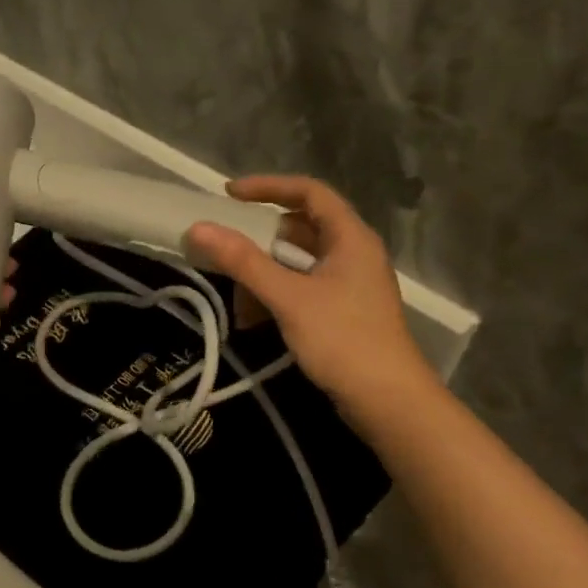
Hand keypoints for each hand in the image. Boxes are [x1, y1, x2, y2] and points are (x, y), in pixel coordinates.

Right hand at [187, 175, 427, 406]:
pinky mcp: (343, 311)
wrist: (387, 401)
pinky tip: (253, 319)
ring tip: (235, 293)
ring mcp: (349, 284)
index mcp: (350, 238)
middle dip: (260, 238)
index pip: (309, 192)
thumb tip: (200, 228)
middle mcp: (353, 253)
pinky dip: (276, 295)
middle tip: (224, 245)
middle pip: (301, 228)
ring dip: (264, 272)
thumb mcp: (288, 297)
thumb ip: (244, 262)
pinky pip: (302, 288)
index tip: (229, 195)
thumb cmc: (342, 340)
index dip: (268, 187)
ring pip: (299, 262)